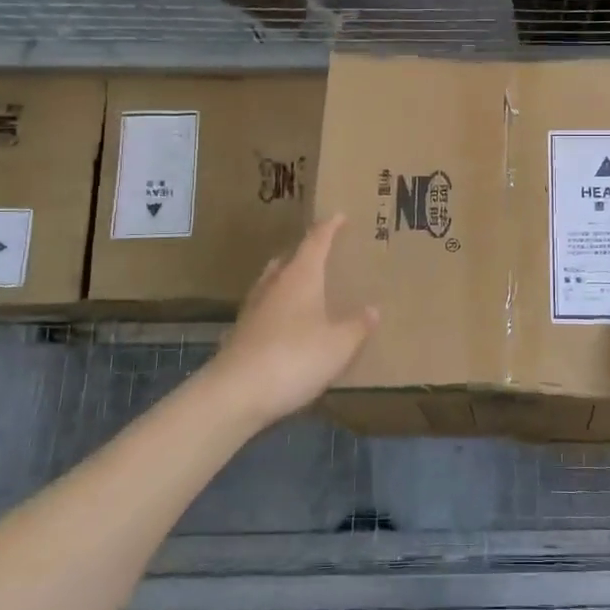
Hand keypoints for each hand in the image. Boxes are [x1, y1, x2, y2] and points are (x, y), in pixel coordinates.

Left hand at [210, 216, 378, 427]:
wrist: (236, 393)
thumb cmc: (295, 358)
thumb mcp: (339, 345)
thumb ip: (358, 326)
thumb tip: (373, 309)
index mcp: (301, 277)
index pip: (316, 241)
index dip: (329, 227)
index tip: (339, 215)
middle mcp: (274, 285)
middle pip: (289, 259)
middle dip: (305, 253)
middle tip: (323, 253)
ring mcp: (252, 309)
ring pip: (272, 283)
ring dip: (288, 280)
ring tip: (304, 286)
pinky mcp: (240, 334)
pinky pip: (263, 310)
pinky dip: (277, 309)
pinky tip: (284, 325)